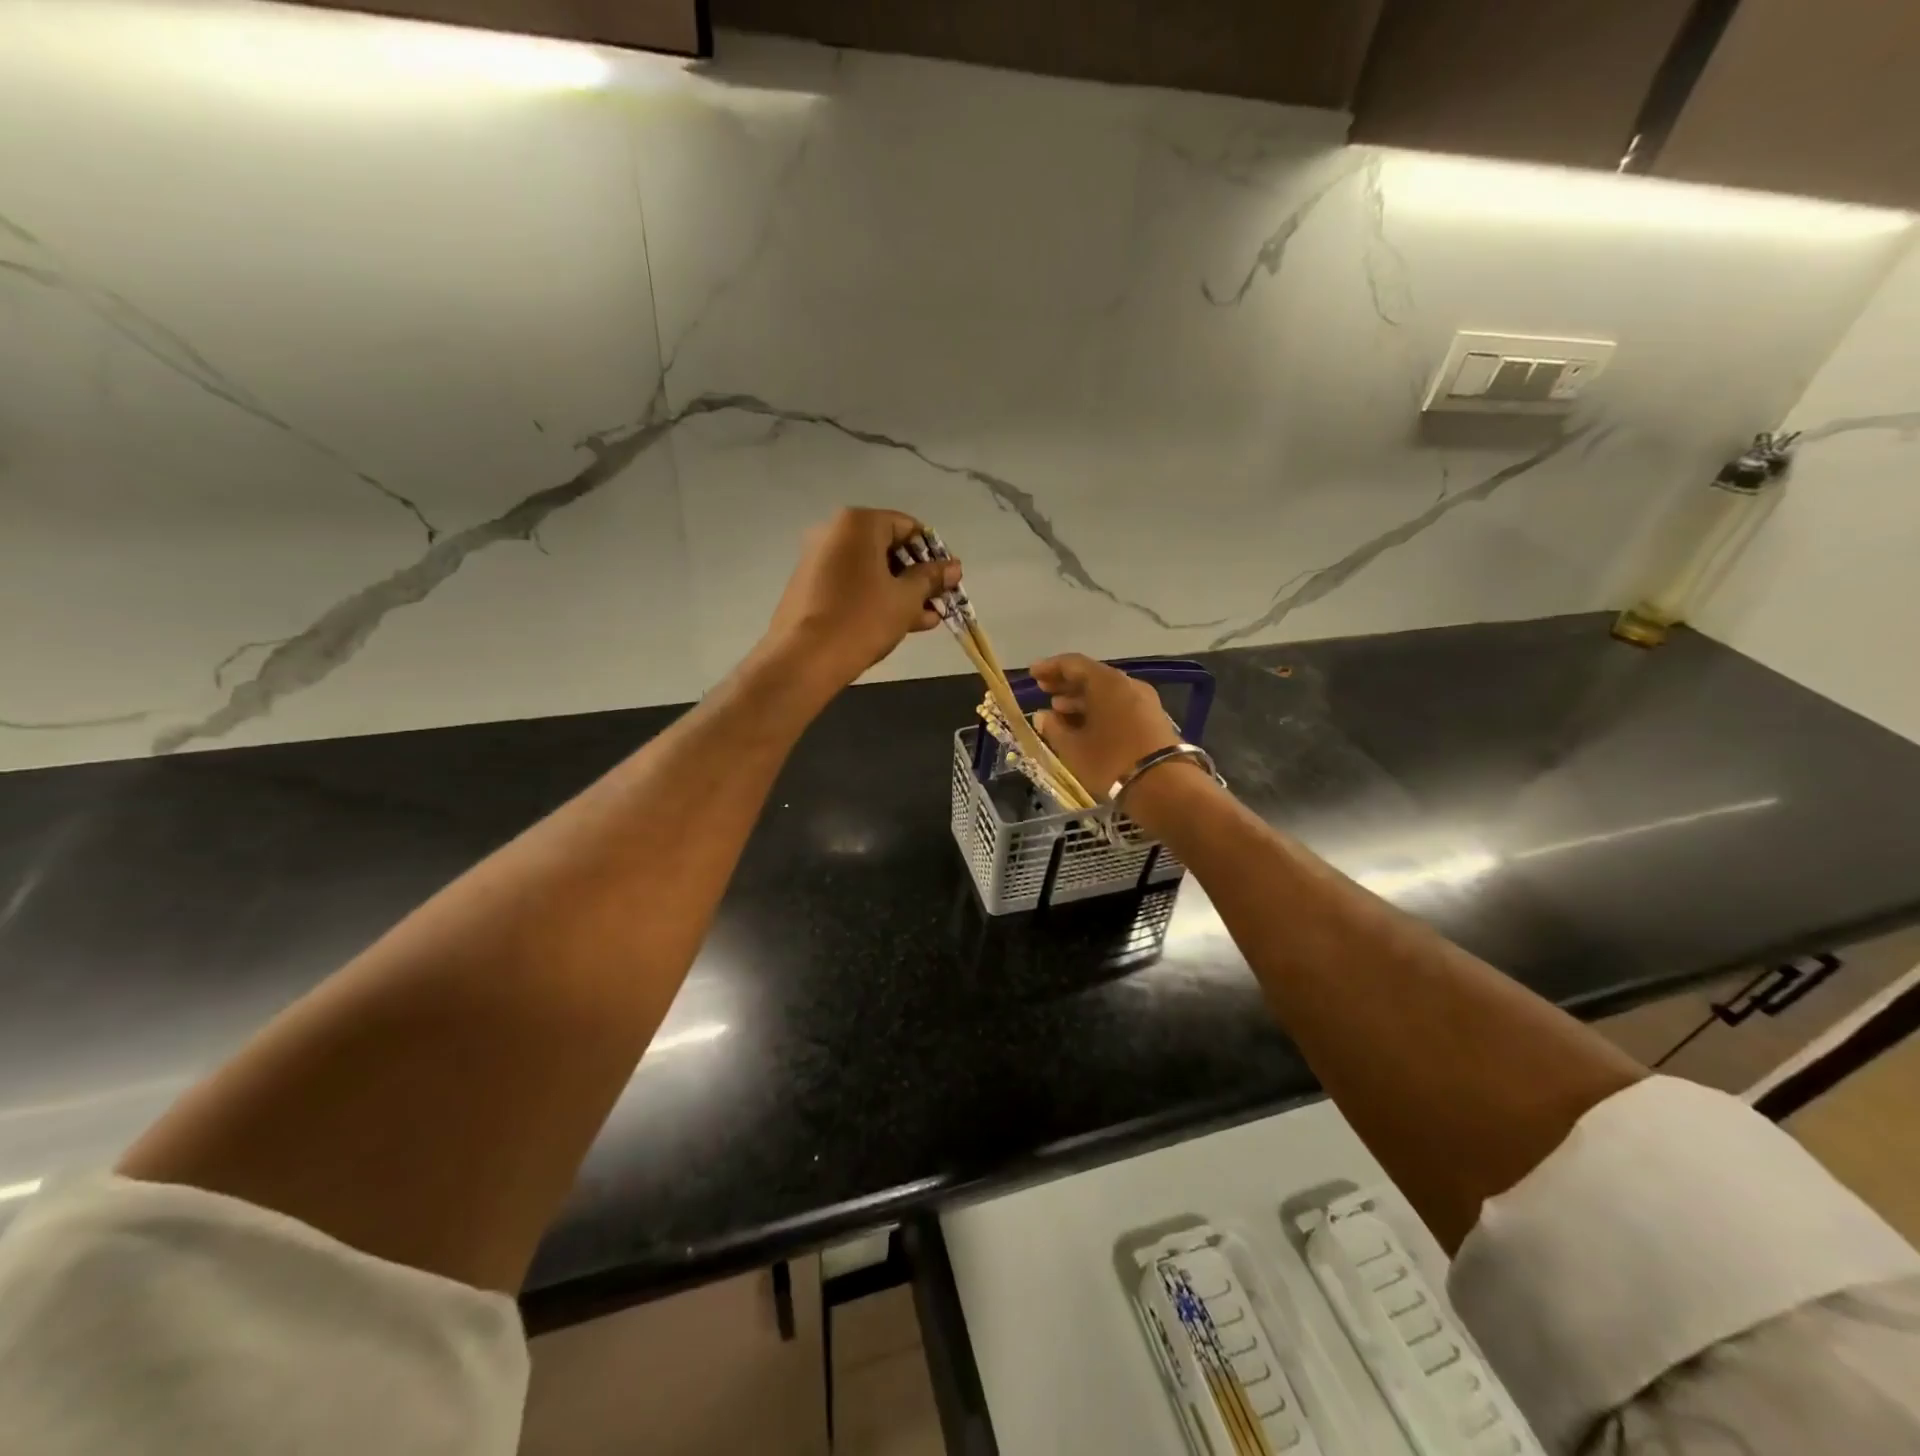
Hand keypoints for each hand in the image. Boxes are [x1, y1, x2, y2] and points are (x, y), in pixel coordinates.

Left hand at [760, 508, 959, 692]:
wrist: (803, 660)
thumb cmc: (861, 620)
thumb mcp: (905, 599)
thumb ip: (930, 579)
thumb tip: (953, 567)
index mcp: (858, 523)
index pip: (908, 527)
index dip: (933, 553)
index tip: (948, 580)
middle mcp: (834, 532)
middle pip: (888, 547)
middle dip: (917, 576)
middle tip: (939, 602)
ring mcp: (818, 559)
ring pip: (871, 570)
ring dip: (900, 591)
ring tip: (926, 619)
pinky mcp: (810, 586)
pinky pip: (853, 584)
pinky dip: (876, 598)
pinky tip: (899, 623)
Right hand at [1030, 654, 1181, 798]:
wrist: (1165, 787)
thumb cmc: (1111, 762)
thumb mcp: (1074, 748)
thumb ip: (1054, 728)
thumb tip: (1042, 716)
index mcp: (1106, 682)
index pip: (1073, 664)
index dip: (1050, 667)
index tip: (1033, 673)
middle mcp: (1127, 684)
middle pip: (1092, 676)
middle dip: (1065, 683)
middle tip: (1044, 690)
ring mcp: (1144, 701)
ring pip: (1106, 692)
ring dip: (1081, 699)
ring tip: (1059, 711)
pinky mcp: (1152, 719)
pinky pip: (1119, 705)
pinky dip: (1098, 710)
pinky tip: (1084, 726)